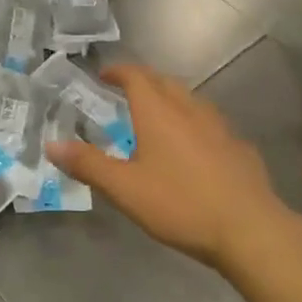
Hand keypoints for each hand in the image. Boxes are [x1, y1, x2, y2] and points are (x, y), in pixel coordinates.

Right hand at [45, 63, 301, 270]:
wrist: (250, 230)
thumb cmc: (180, 204)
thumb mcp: (124, 189)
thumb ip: (87, 164)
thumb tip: (51, 144)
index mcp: (158, 113)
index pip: (136, 76)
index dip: (118, 71)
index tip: (103, 74)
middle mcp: (189, 110)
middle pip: (165, 82)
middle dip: (144, 81)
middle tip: (126, 91)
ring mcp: (219, 128)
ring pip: (191, 100)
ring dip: (170, 99)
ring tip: (157, 115)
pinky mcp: (239, 148)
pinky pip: (211, 124)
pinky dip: (194, 123)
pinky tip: (194, 147)